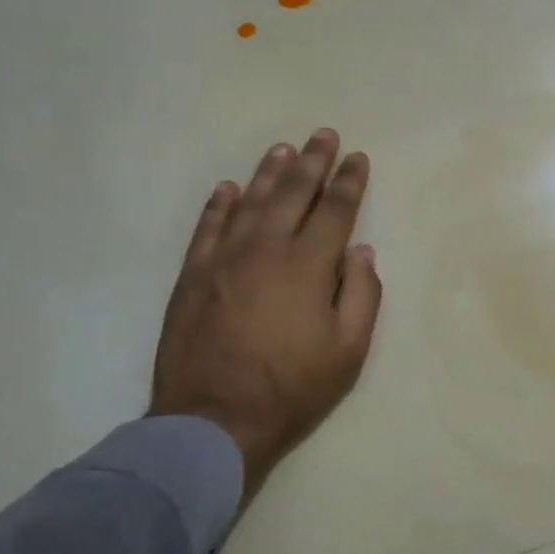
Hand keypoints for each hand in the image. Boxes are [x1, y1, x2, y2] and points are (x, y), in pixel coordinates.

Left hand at [149, 129, 381, 497]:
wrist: (214, 419)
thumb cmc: (292, 388)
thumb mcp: (349, 351)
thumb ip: (362, 295)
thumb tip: (361, 252)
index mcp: (308, 265)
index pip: (335, 210)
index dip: (349, 181)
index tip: (357, 157)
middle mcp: (266, 249)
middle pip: (293, 193)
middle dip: (313, 161)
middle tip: (324, 134)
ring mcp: (223, 259)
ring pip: (250, 202)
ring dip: (269, 172)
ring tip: (284, 149)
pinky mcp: (192, 275)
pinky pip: (207, 227)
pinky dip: (219, 204)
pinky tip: (229, 188)